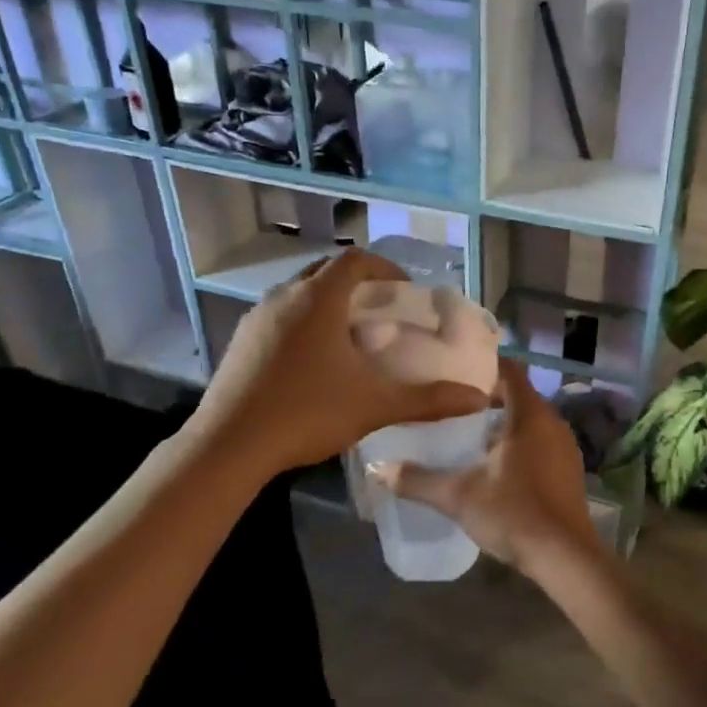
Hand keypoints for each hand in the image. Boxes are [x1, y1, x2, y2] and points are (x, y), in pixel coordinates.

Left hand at [191, 249, 487, 476]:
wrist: (228, 446)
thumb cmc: (306, 414)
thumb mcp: (375, 405)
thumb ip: (429, 400)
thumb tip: (478, 399)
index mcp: (317, 300)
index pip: (356, 260)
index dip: (386, 267)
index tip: (405, 290)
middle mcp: (284, 297)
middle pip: (326, 271)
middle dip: (357, 283)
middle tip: (382, 310)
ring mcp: (257, 318)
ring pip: (299, 293)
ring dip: (328, 302)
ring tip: (351, 334)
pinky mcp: (241, 341)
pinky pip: (280, 315)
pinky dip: (304, 321)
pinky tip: (313, 360)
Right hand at [369, 360, 603, 574]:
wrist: (565, 556)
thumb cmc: (514, 514)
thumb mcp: (459, 496)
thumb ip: (418, 480)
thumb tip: (378, 468)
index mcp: (530, 415)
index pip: (510, 372)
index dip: (484, 367)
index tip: (456, 372)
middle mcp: (553, 423)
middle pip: (519, 396)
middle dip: (488, 398)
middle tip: (453, 405)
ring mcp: (565, 447)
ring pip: (531, 421)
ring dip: (504, 424)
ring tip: (469, 435)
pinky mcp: (569, 470)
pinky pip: (541, 442)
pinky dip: (520, 444)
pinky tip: (497, 465)